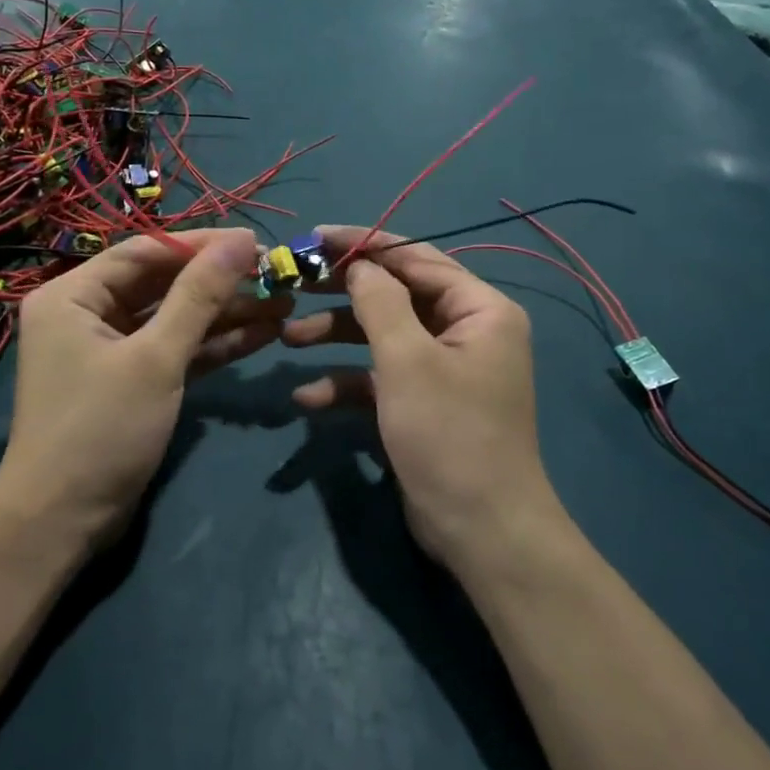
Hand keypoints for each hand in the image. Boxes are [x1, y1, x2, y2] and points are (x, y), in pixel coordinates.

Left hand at [0, 228, 281, 550]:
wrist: (62, 524)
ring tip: (283, 304)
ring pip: (174, 319)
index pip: (145, 252)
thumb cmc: (100, 429)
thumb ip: (200, 296)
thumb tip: (241, 239)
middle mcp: (87, 314)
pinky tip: (262, 334)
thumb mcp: (155, 358)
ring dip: (225, 314)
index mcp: (73, 295)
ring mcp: (111, 350)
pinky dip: (213, 344)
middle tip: (275, 275)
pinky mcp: (131, 381)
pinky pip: (175, 350)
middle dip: (220, 283)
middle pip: (163, 284)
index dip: (200, 245)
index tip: (254, 242)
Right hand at [281, 227, 554, 568]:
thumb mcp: (407, 359)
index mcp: (478, 308)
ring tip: (287, 338)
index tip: (315, 237)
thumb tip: (359, 264)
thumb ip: (379, 301)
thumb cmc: (449, 434)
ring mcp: (443, 367)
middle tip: (294, 282)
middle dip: (343, 292)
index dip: (364, 244)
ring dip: (336, 336)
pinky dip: (347, 382)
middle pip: (395, 293)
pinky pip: (381, 376)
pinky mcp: (423, 401)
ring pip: (382, 335)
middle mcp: (465, 329)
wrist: (481, 532)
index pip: (415, 257)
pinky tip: (308, 397)